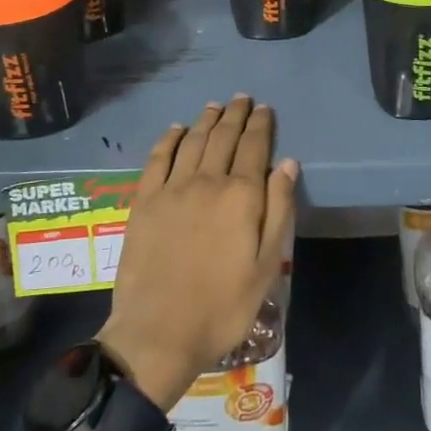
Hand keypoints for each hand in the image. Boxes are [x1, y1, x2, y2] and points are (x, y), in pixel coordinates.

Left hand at [97, 97, 296, 411]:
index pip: (255, 147)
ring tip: (215, 107)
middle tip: (242, 99)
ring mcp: (171, 189)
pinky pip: (157, 159)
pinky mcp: (143, 201)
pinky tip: (176, 130)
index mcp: (241, 196)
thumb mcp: (267, 266)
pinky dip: (169, 140)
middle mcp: (207, 181)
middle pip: (223, 137)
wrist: (159, 332)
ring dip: (206, 120)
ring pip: (192, 142)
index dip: (261, 125)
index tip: (265, 108)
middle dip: (236, 115)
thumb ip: (278, 210)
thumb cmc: (223, 306)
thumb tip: (287, 164)